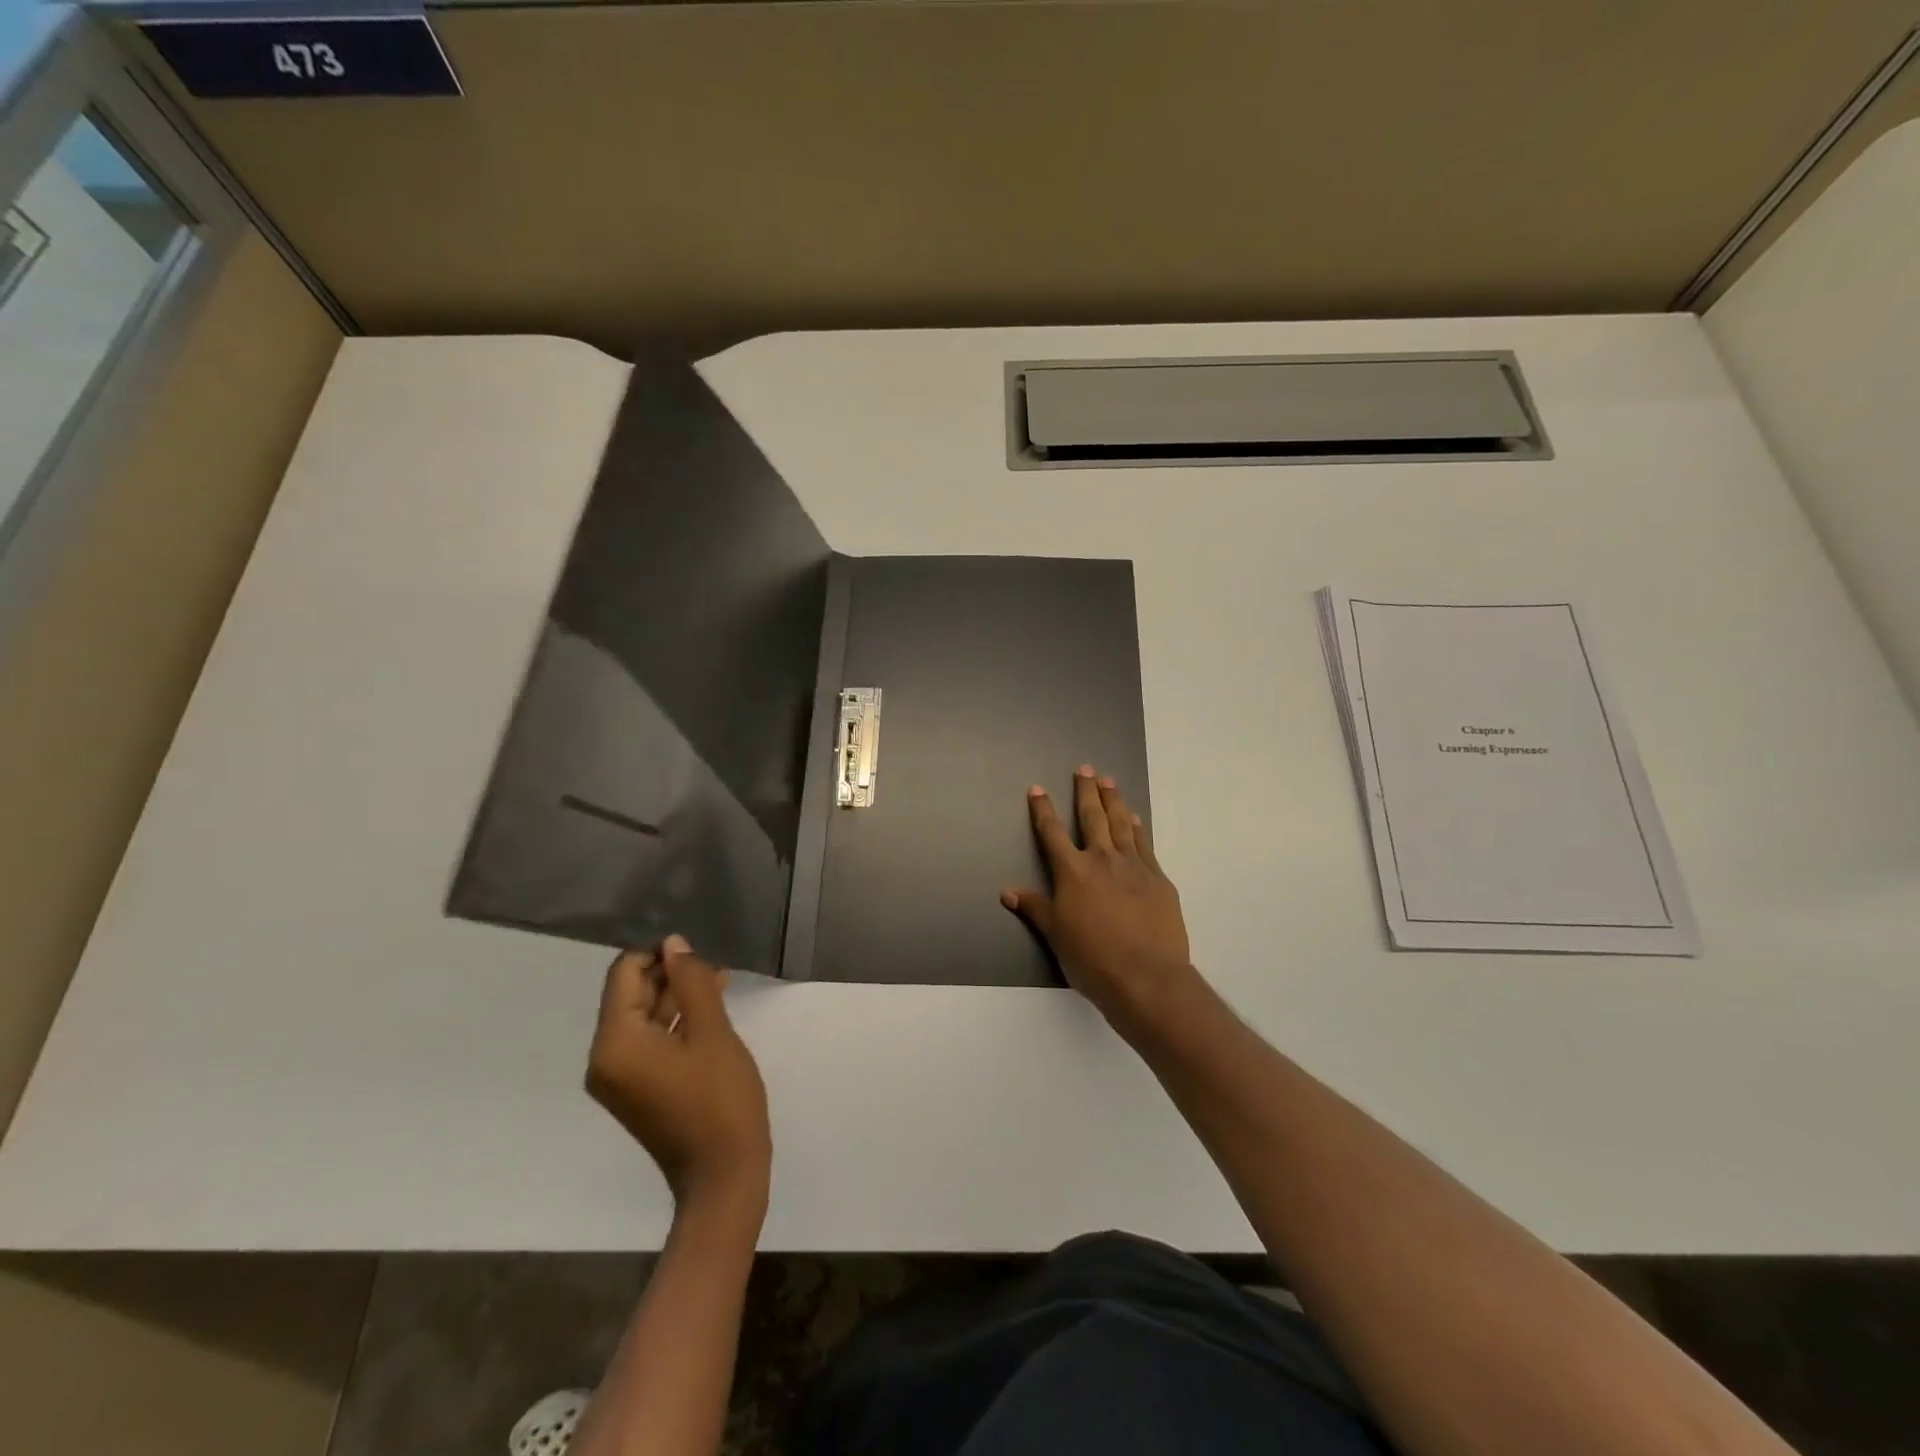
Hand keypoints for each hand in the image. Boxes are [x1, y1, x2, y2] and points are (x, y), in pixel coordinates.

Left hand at [586, 935, 771, 1221]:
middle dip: (671, 974)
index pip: (624, 974)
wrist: (723, 1176)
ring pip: (643, 1017)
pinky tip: (711, 1007)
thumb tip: (674, 945)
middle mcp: (605, 1058)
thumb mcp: (712, 1032)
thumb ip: (691, 982)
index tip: (698, 951)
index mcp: (615, 1043)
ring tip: (719, 980)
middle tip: (715, 966)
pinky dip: (676, 1022)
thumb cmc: (719, 1099)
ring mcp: (619, 1077)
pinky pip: (649, 1041)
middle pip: (631, 995)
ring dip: (677, 996)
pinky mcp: (636, 1089)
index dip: (658, 953)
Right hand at [1002, 765, 1194, 1030]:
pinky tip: (1135, 819)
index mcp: (1073, 872)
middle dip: (1085, 792)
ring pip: (1121, 824)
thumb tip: (1008, 892)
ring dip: (1114, 801)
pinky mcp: (1158, 879)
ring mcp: (1134, 866)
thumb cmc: (1093, 959)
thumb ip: (1035, 908)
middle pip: (1092, 817)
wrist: (1147, 976)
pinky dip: (1138, 829)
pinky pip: (1145, 845)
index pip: (1052, 833)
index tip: (1037, 789)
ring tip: (1109, 781)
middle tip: (1085, 769)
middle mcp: (1102, 860)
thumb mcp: (1056, 935)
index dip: (1043, 810)